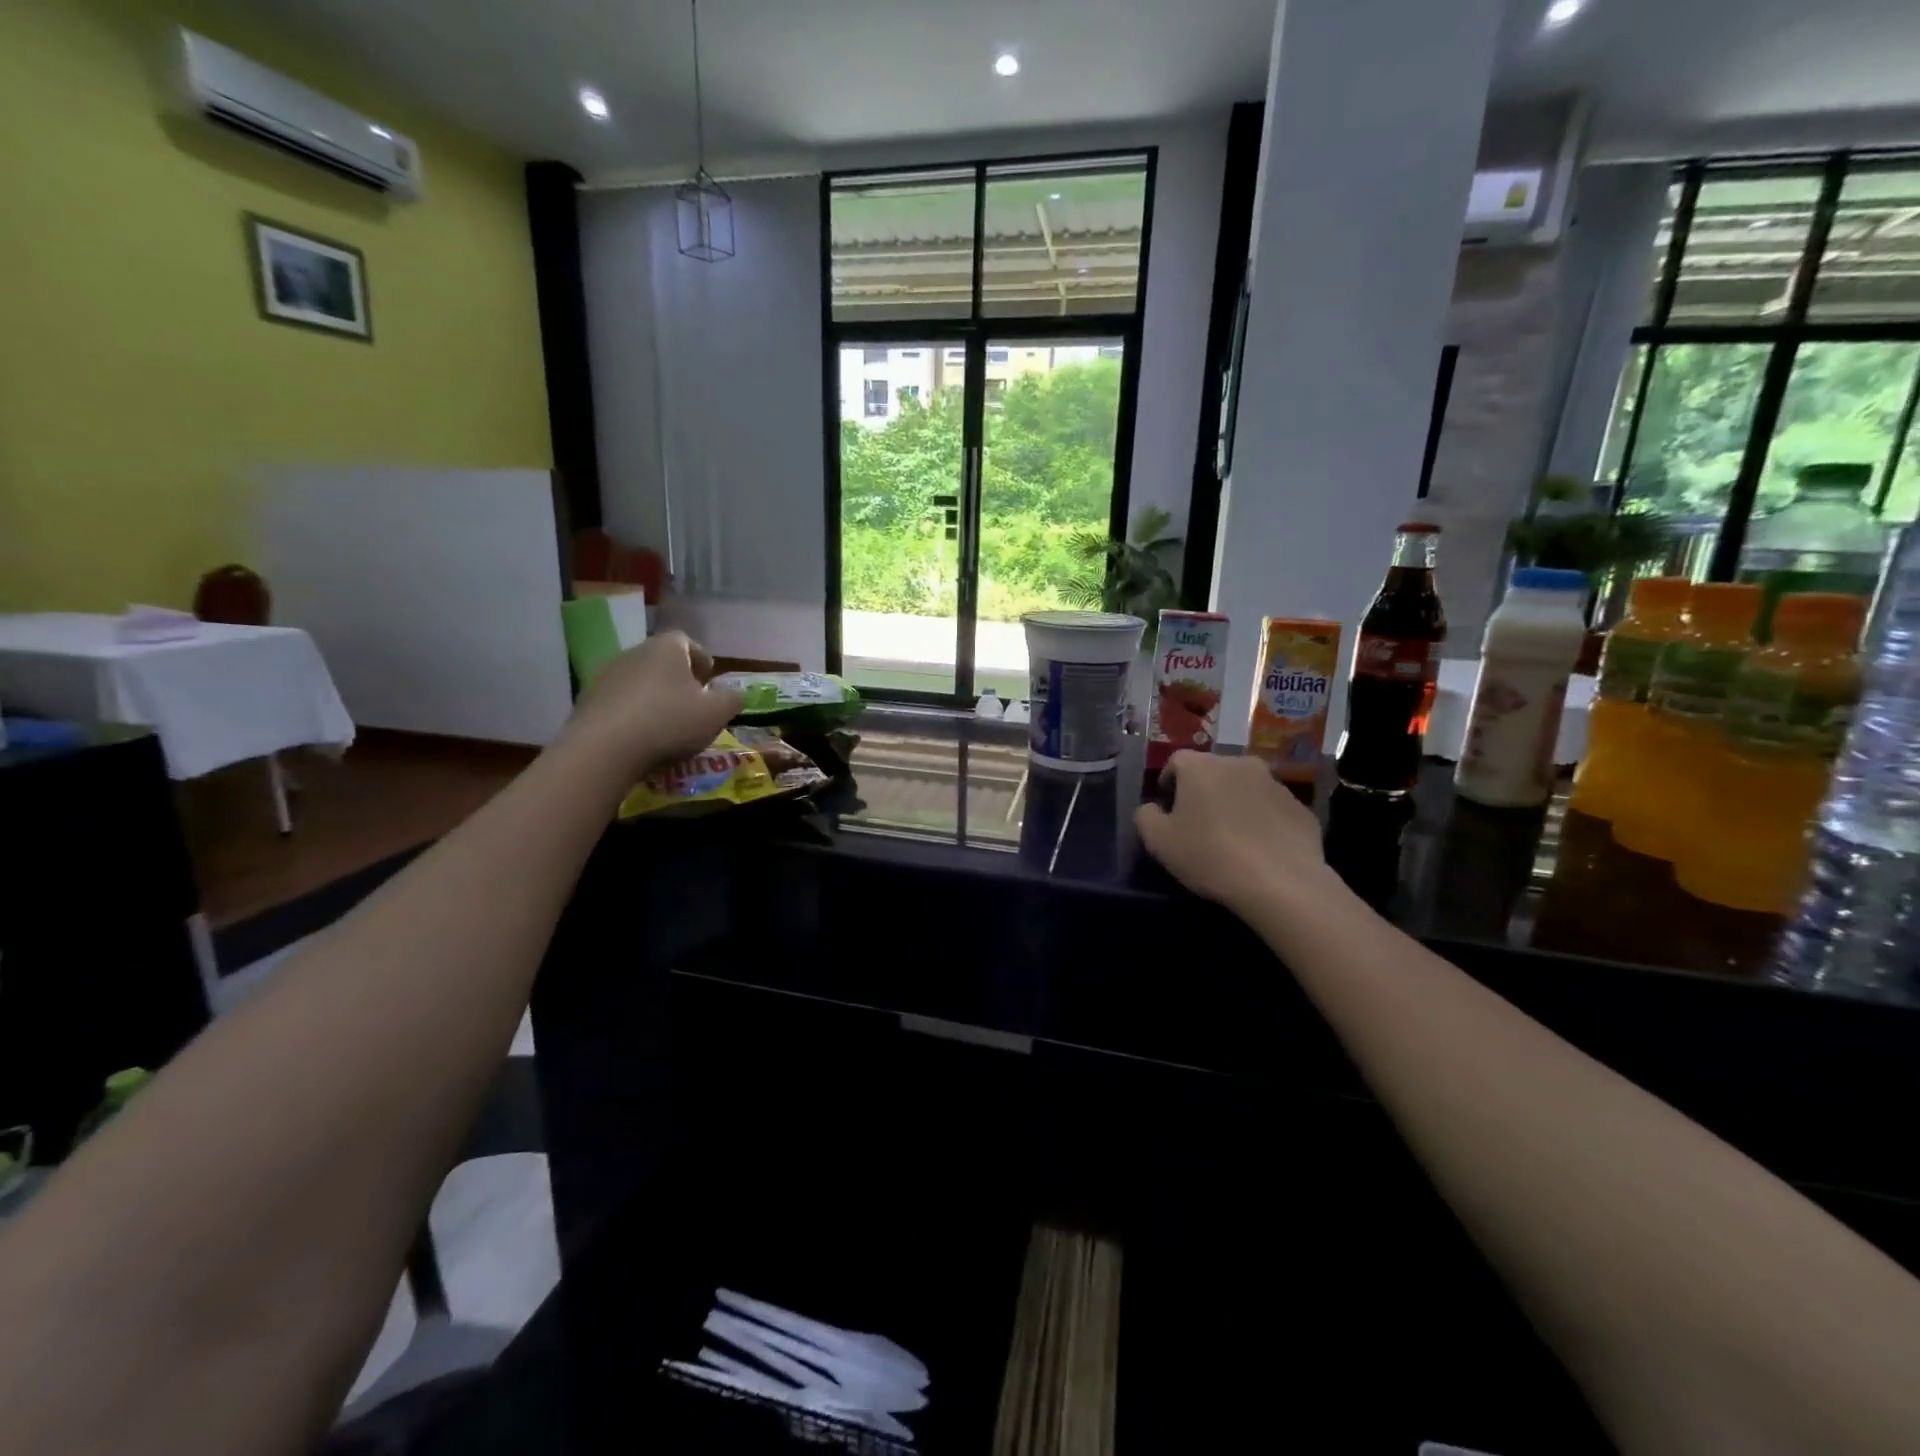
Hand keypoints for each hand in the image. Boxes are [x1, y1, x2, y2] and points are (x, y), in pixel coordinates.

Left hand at [563, 632, 744, 781]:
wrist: (605, 749)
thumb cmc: (670, 722)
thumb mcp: (716, 714)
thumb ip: (732, 699)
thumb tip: (735, 694)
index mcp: (667, 648)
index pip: (687, 641)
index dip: (701, 659)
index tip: (708, 680)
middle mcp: (634, 652)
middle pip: (661, 660)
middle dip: (677, 678)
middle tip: (691, 702)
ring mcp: (606, 675)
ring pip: (638, 680)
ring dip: (653, 695)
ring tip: (665, 723)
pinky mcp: (587, 700)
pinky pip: (618, 701)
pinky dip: (631, 712)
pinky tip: (639, 736)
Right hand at [1134, 752, 1334, 913]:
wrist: (1281, 883)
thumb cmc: (1210, 855)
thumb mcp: (1159, 842)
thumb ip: (1146, 817)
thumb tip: (1152, 808)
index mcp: (1201, 766)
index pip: (1176, 761)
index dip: (1169, 783)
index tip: (1168, 809)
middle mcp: (1239, 764)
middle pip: (1213, 771)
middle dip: (1203, 791)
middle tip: (1198, 824)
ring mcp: (1275, 784)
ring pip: (1245, 788)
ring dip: (1235, 804)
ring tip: (1232, 838)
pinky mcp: (1300, 808)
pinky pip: (1271, 809)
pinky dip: (1263, 821)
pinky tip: (1259, 850)